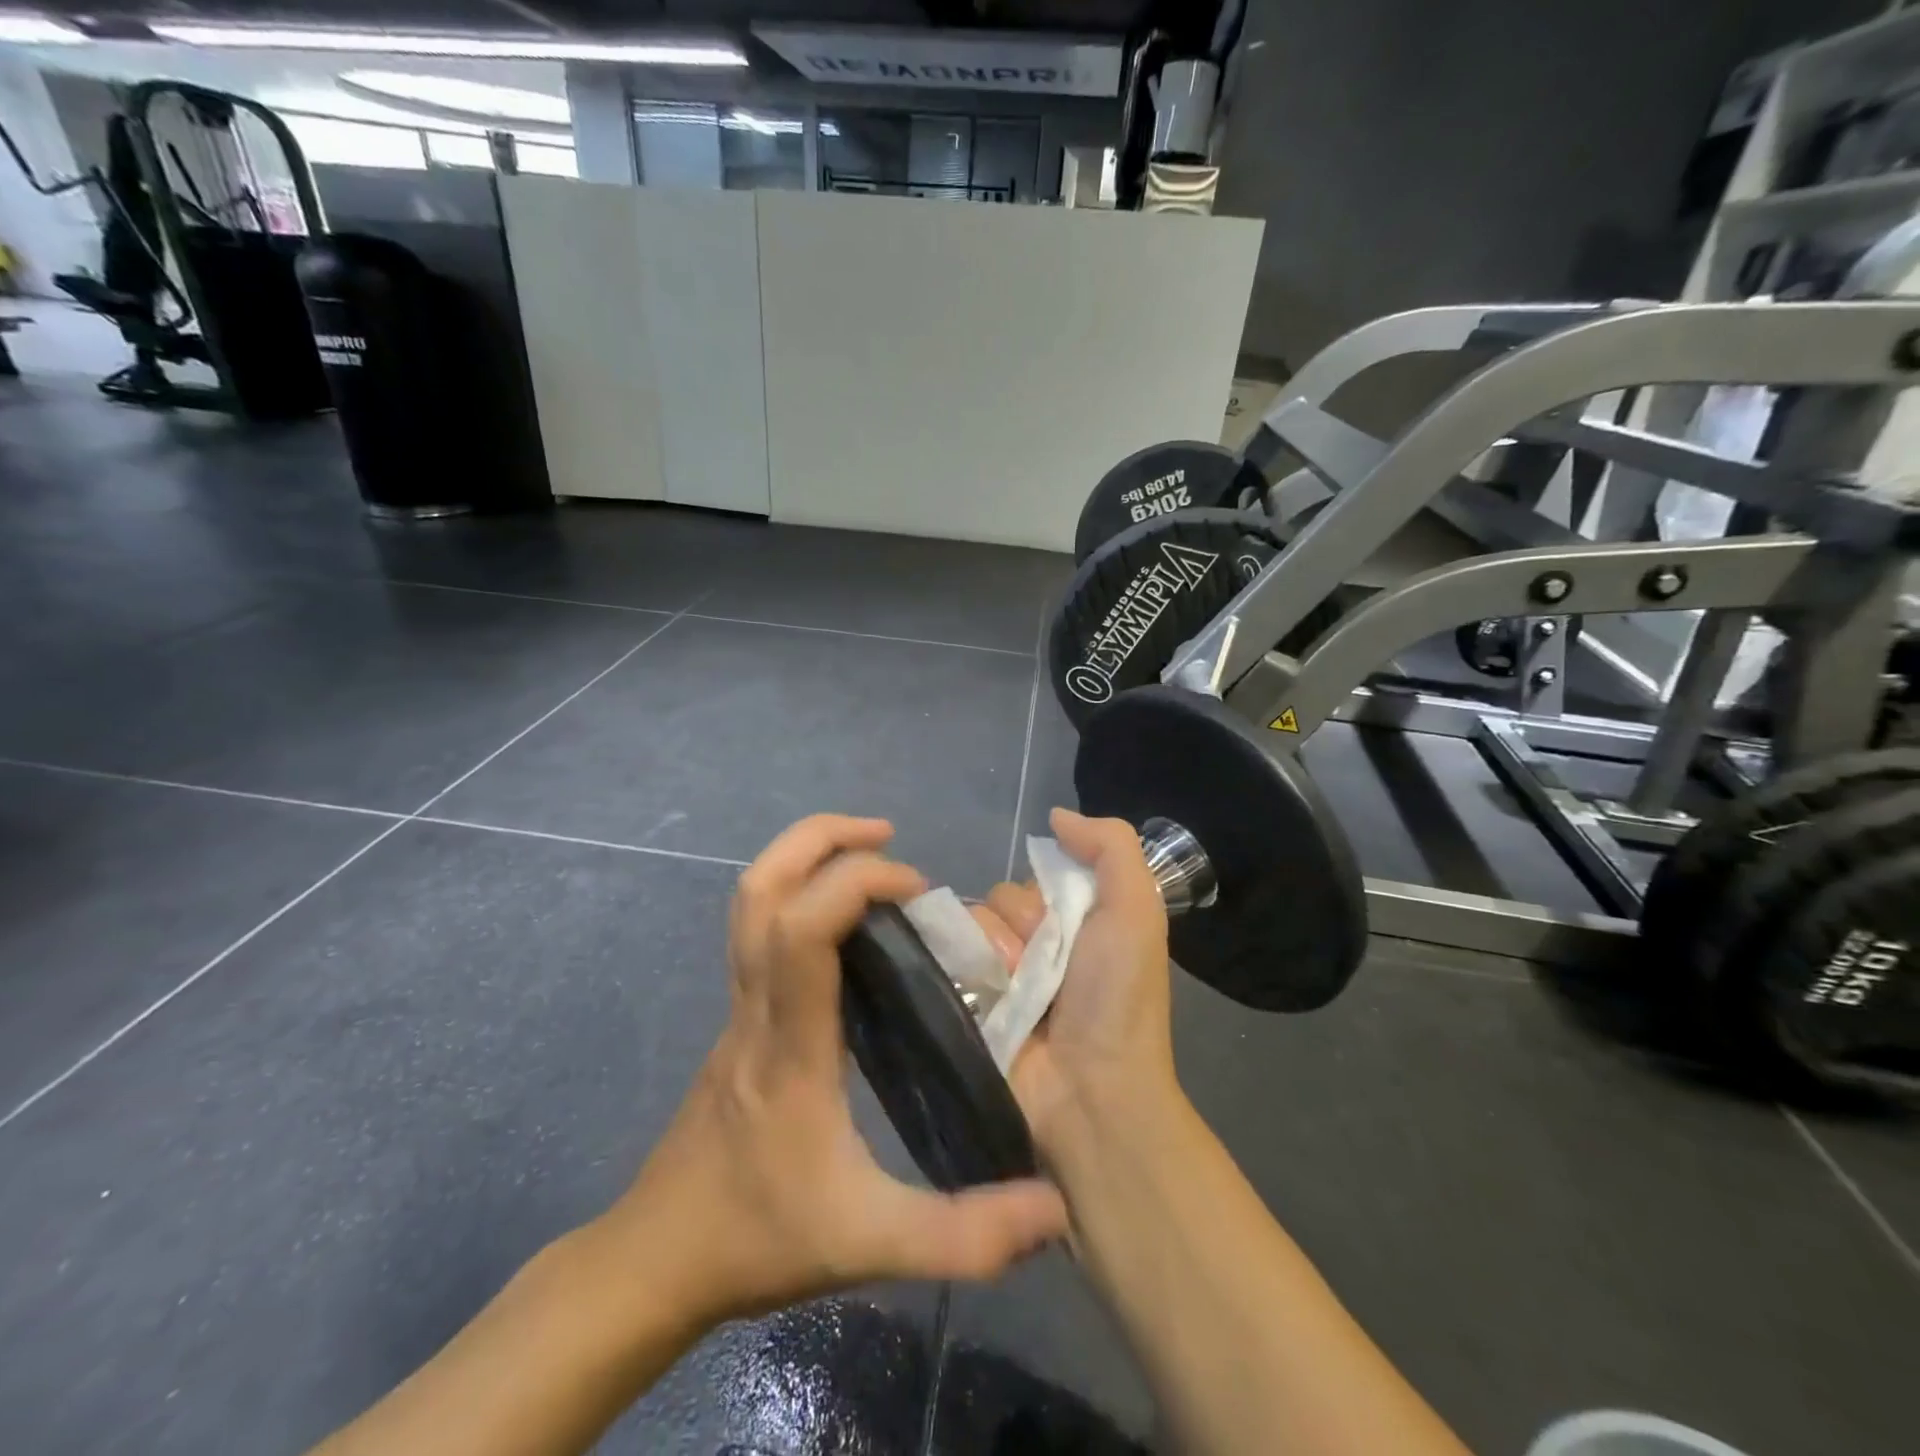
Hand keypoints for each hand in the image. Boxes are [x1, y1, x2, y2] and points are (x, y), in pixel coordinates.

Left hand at [595, 815, 1067, 1328]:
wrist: (655, 1258)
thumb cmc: (758, 1238)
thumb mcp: (870, 1245)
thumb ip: (965, 1235)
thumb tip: (1053, 1207)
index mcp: (789, 1043)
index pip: (802, 927)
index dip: (857, 882)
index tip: (916, 889)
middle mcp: (756, 1005)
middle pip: (760, 887)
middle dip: (821, 839)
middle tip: (886, 837)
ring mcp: (738, 1006)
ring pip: (750, 899)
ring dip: (805, 856)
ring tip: (870, 859)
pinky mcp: (738, 1016)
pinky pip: (760, 928)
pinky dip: (801, 894)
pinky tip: (850, 927)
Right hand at [980, 809, 1181, 1160]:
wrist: (1090, 1093)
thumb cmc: (1116, 997)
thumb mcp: (1136, 910)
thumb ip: (1110, 847)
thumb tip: (1056, 816)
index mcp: (1075, 921)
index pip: (1034, 878)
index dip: (1044, 896)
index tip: (1064, 927)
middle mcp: (1035, 945)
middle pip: (999, 899)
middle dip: (1018, 927)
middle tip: (1040, 967)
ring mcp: (999, 977)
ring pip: (970, 926)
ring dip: (992, 953)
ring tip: (1015, 991)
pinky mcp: (968, 1004)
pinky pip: (946, 959)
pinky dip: (961, 970)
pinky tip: (982, 996)